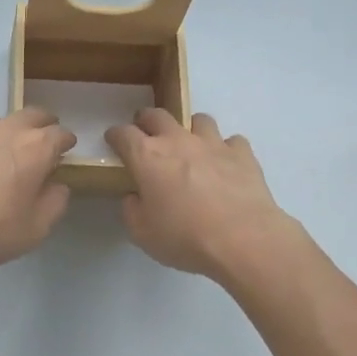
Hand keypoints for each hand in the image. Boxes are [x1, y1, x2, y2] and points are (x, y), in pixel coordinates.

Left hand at [0, 109, 76, 279]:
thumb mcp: (35, 229)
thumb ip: (54, 202)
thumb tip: (56, 184)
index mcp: (35, 147)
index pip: (60, 134)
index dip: (64, 143)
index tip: (63, 154)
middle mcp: (5, 127)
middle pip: (31, 115)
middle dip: (39, 127)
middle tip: (36, 147)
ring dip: (1, 135)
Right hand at [105, 109, 298, 282]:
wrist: (243, 240)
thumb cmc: (185, 237)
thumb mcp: (142, 233)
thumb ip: (132, 210)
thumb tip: (135, 196)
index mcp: (147, 157)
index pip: (123, 134)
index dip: (115, 135)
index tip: (113, 141)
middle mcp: (178, 140)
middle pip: (157, 115)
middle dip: (147, 120)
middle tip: (147, 134)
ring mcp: (213, 143)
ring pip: (198, 120)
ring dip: (190, 129)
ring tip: (191, 146)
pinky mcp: (242, 154)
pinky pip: (232, 142)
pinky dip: (227, 150)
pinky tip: (226, 165)